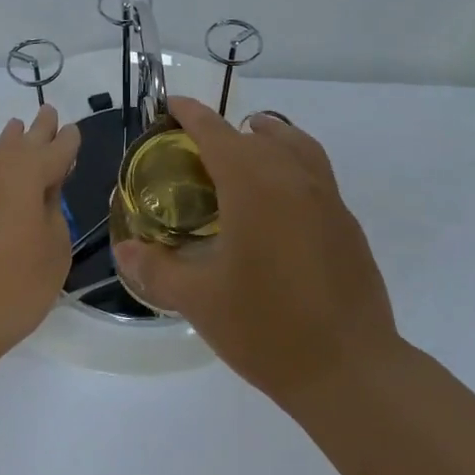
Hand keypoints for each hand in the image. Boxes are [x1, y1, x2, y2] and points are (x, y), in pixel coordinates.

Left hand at [0, 106, 80, 368]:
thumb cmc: (8, 291)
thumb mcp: (53, 254)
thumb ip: (53, 212)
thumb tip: (43, 192)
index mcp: (24, 174)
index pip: (55, 149)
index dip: (68, 141)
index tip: (73, 131)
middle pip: (19, 142)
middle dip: (37, 130)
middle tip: (46, 113)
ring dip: (5, 148)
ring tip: (14, 135)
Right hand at [113, 97, 399, 405]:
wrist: (349, 369)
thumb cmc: (266, 328)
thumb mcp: (199, 300)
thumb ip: (156, 269)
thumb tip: (124, 251)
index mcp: (255, 187)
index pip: (217, 133)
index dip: (191, 114)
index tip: (172, 105)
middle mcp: (294, 180)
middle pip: (257, 135)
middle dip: (224, 131)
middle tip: (194, 147)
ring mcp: (328, 199)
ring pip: (296, 146)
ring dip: (268, 136)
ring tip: (247, 146)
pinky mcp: (347, 223)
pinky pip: (315, 173)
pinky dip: (291, 164)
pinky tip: (277, 199)